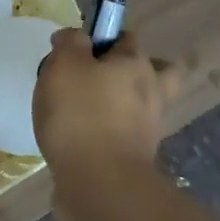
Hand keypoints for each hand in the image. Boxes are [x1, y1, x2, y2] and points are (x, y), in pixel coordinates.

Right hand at [34, 29, 182, 171]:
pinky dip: (110, 136)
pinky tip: (84, 141)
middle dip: (133, 72)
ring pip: (142, 107)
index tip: (77, 53)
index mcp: (136, 64)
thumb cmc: (80, 115)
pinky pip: (126, 137)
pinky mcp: (138, 159)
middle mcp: (151, 92)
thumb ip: (69, 44)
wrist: (99, 183)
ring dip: (122, 107)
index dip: (103, 39)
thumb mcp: (64, 66)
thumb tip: (74, 37)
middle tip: (99, 80)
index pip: (127, 38)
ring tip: (88, 113)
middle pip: (155, 72)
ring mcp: (149, 128)